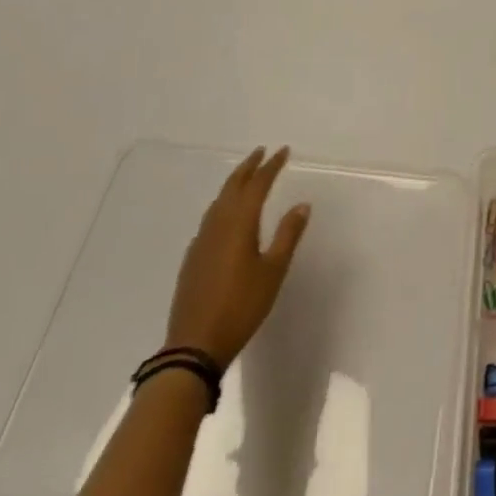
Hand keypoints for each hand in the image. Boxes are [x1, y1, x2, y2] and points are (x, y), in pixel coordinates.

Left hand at [165, 146, 310, 366]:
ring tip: (246, 177)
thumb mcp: (273, 270)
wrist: (195, 344)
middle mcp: (217, 224)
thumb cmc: (242, 306)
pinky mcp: (193, 257)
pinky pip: (210, 218)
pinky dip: (222, 205)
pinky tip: (226, 216)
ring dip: (234, 184)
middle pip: (233, 186)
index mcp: (239, 223)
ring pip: (218, 201)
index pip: (257, 184)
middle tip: (262, 153)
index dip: (271, 166)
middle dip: (248, 167)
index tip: (283, 151)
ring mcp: (201, 240)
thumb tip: (302, 205)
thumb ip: (288, 235)